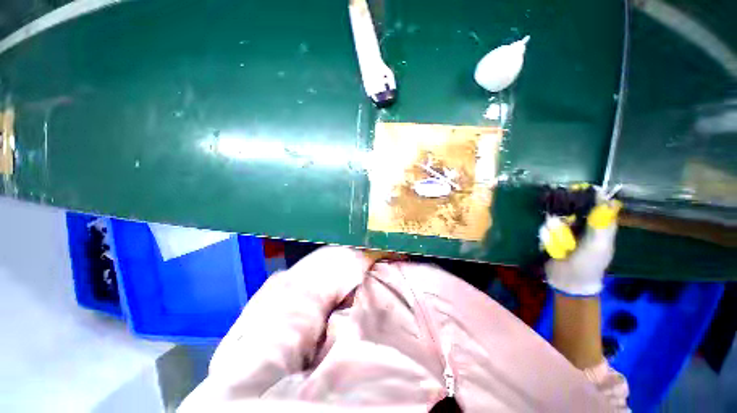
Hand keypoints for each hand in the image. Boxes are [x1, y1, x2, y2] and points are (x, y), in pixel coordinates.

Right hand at [543, 197, 620, 295]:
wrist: (567, 280)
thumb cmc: (589, 263)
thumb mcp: (600, 244)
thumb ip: (602, 224)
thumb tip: (605, 198)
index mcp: (598, 225)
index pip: (594, 203)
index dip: (588, 195)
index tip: (579, 190)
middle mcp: (580, 224)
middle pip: (570, 208)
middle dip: (565, 216)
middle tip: (564, 225)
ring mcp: (562, 230)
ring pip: (554, 219)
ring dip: (554, 232)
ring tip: (560, 245)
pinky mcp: (548, 236)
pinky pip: (544, 230)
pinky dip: (546, 237)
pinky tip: (550, 247)